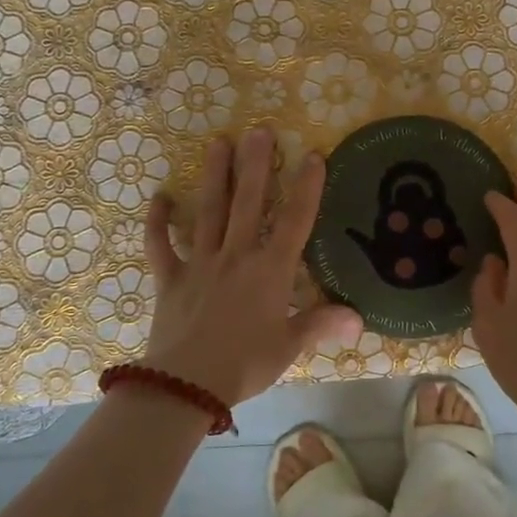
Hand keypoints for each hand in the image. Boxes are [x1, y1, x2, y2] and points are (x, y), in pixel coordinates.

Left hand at [143, 126, 361, 406]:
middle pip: (248, 202)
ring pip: (209, 211)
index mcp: (270, 271)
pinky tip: (160, 197)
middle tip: (258, 129)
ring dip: (214, 176)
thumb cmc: (245, 364)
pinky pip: (160, 245)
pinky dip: (158, 222)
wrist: (186, 387)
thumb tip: (359, 318)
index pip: (294, 221)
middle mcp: (236, 256)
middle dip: (256, 165)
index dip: (306, 188)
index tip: (313, 155)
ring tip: (218, 142)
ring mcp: (200, 263)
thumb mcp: (289, 347)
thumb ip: (321, 325)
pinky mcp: (170, 278)